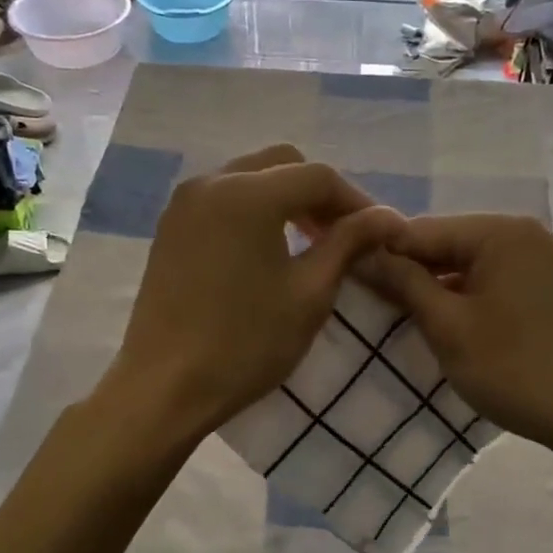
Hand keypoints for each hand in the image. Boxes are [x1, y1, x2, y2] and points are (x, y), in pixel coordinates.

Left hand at [105, 146, 403, 438]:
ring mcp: (184, 203)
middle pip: (282, 165)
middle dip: (319, 194)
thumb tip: (387, 217)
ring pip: (251, 178)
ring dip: (286, 200)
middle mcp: (212, 182)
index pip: (318, 177)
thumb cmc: (246, 343)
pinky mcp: (170, 227)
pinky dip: (254, 211)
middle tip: (343, 235)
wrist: (165, 387)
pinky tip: (269, 249)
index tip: (380, 233)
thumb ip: (349, 244)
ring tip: (310, 242)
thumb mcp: (310, 294)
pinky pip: (224, 199)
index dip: (356, 201)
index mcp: (249, 194)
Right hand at [370, 214, 552, 455]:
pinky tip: (449, 323)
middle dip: (411, 272)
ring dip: (438, 288)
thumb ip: (403, 283)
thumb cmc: (515, 370)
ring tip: (405, 317)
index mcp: (500, 232)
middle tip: (374, 305)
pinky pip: (494, 280)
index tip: (347, 280)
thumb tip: (362, 253)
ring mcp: (543, 260)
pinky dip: (468, 297)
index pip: (421, 230)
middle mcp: (525, 233)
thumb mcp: (448, 327)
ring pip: (470, 264)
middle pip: (447, 244)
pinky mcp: (551, 287)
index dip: (381, 254)